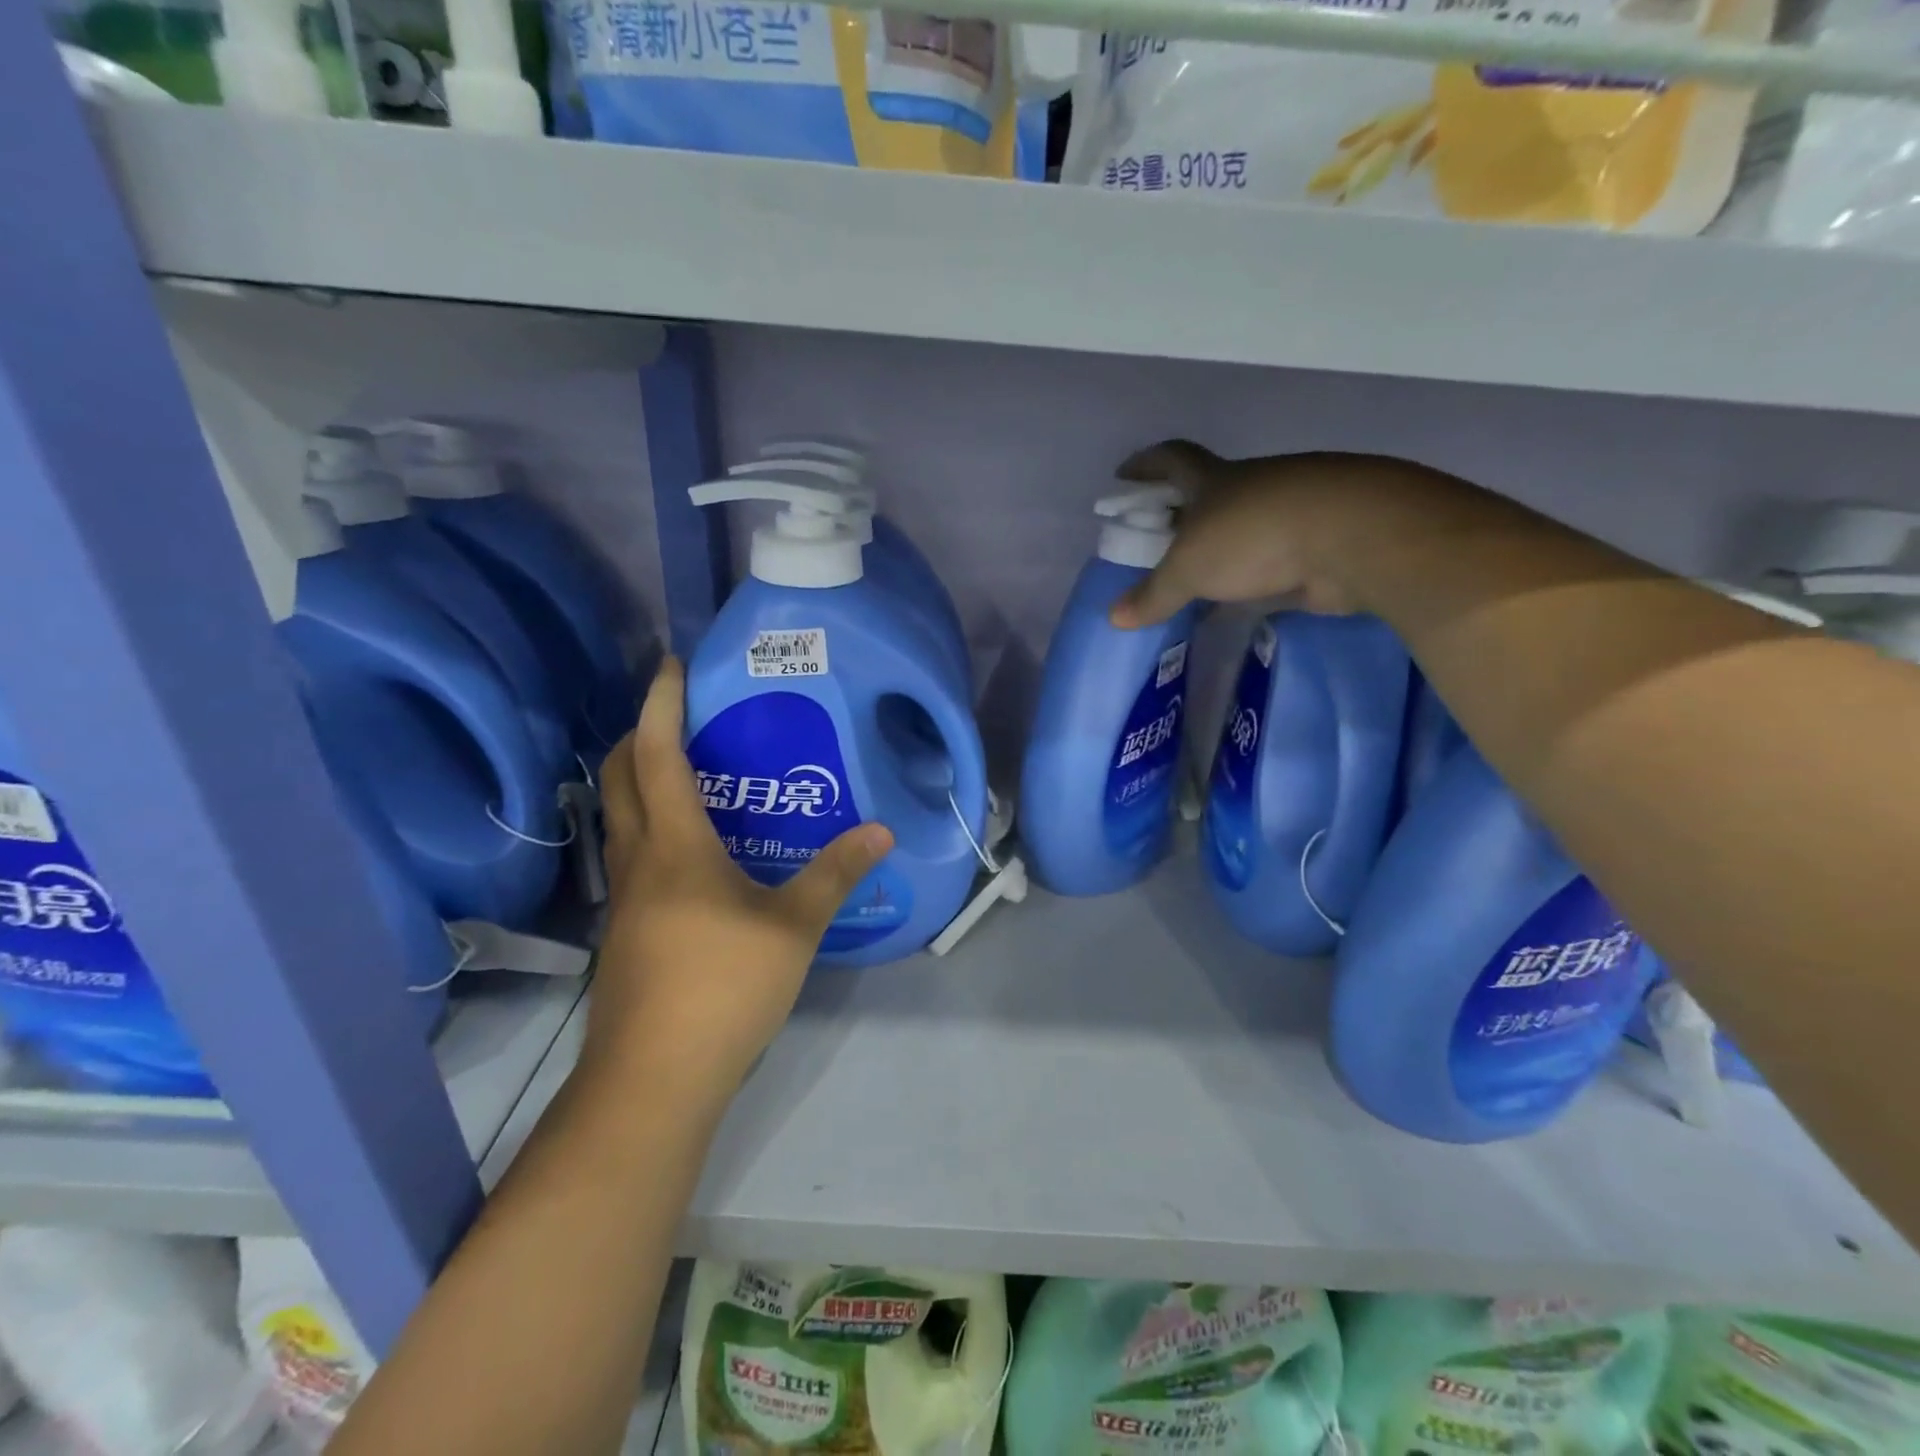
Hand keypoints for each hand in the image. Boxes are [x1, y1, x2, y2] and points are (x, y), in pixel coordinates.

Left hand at [584, 657, 892, 1100]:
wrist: (654, 1079)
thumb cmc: (723, 987)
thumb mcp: (794, 927)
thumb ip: (836, 874)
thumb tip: (881, 832)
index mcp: (674, 846)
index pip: (656, 755)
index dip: (660, 704)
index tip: (670, 665)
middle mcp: (639, 860)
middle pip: (619, 778)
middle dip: (638, 734)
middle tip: (679, 716)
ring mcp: (625, 898)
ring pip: (618, 818)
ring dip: (638, 781)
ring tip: (687, 771)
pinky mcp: (626, 930)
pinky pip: (631, 855)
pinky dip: (649, 826)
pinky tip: (689, 850)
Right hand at [1107, 442, 1467, 627]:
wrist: (1354, 535)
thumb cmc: (1254, 537)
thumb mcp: (1189, 570)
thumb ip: (1153, 594)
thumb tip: (1114, 618)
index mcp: (1214, 479)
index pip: (1172, 459)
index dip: (1146, 464)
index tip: (1123, 475)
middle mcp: (1251, 486)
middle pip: (1208, 492)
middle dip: (1182, 512)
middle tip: (1159, 539)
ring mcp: (1289, 511)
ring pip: (1245, 525)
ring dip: (1223, 546)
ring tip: (1200, 576)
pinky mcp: (1318, 541)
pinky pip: (1274, 558)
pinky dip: (1255, 574)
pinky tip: (1243, 597)